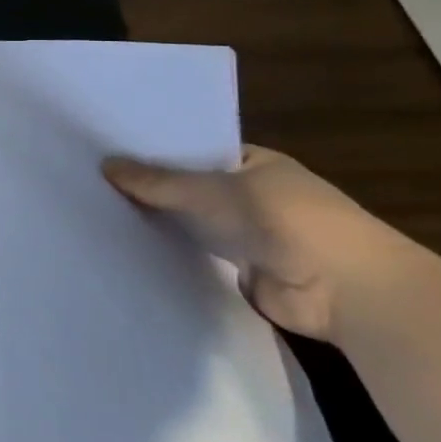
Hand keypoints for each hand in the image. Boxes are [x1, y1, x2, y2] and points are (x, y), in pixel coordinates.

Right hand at [102, 145, 419, 342]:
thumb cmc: (288, 221)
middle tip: (91, 180)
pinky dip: (170, 254)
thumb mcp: (215, 190)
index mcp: (256, 165)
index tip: (109, 150)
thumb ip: (159, 181)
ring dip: (160, 222)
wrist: (349, 292)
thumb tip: (104, 164)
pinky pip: (196, 257)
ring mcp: (248, 236)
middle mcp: (252, 196)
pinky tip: (126, 247)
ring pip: (191, 224)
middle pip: (190, 188)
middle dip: (151, 188)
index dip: (156, 151)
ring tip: (98, 212)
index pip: (196, 150)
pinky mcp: (241, 273)